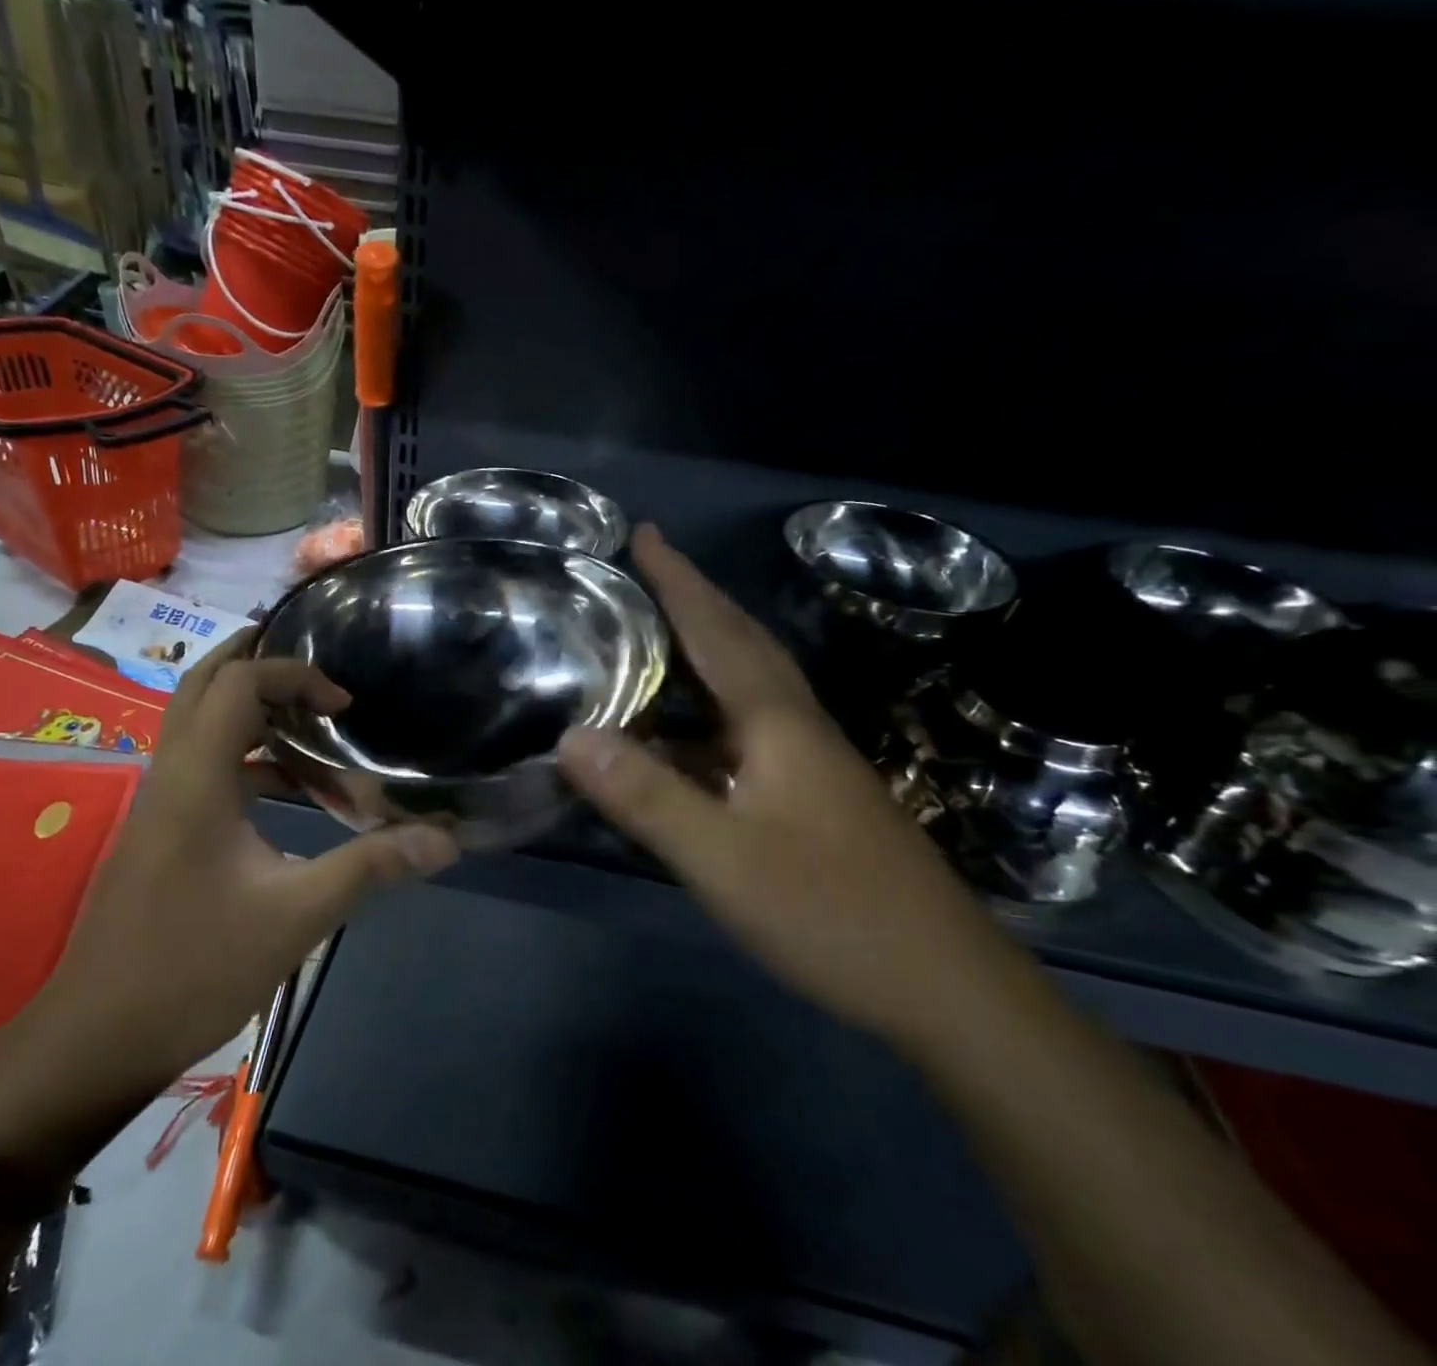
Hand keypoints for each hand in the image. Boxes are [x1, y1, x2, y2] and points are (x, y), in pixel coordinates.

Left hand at [0, 635, 458, 1171]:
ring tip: (316, 725)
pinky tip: (291, 793)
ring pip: (201, 724)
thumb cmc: (194, 969)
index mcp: (197, 778)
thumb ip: (370, 867)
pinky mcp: (162, 830)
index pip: (239, 682)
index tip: (345, 707)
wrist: (95, 1041)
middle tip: (316, 663)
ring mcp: (160, 802)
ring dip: (255, 712)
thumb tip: (444, 840)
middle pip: (204, 683)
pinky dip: (248, 758)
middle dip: (257, 660)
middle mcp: (171, 773)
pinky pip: (206, 765)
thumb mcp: (296, 916)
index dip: (296, 676)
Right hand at [557, 525, 1013, 1044]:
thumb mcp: (723, 859)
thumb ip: (647, 796)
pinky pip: (748, 726)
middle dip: (696, 596)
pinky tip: (684, 734)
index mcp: (777, 722)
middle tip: (651, 565)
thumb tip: (571, 736)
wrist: (944, 985)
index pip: (717, 630)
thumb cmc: (831, 913)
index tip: (645, 532)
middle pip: (743, 641)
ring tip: (657, 634)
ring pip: (751, 682)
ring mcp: (811, 762)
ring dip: (706, 645)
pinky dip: (710, 708)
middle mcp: (797, 726)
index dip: (679, 581)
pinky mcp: (814, 795)